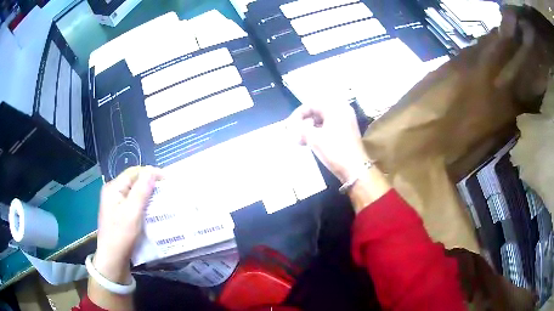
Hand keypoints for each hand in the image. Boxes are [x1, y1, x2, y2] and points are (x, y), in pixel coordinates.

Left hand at [94, 166, 162, 282]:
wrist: (113, 259)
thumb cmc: (121, 235)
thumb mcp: (132, 213)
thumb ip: (141, 191)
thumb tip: (152, 171)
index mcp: (113, 188)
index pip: (134, 172)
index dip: (151, 173)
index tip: (167, 180)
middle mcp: (113, 192)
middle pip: (133, 181)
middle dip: (150, 184)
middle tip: (166, 191)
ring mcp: (115, 203)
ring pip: (134, 192)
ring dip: (147, 194)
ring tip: (162, 199)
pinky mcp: (119, 213)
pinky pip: (133, 202)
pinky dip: (143, 203)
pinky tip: (151, 210)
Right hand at [288, 103, 368, 182]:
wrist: (355, 170)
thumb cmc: (334, 151)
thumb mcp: (313, 138)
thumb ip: (300, 128)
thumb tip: (292, 126)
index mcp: (335, 108)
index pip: (311, 105)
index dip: (297, 114)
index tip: (288, 126)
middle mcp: (342, 111)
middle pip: (317, 111)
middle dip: (303, 122)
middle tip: (294, 132)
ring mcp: (346, 121)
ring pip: (323, 120)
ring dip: (310, 128)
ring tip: (300, 140)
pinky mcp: (347, 132)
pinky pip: (329, 127)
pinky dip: (319, 132)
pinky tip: (310, 142)